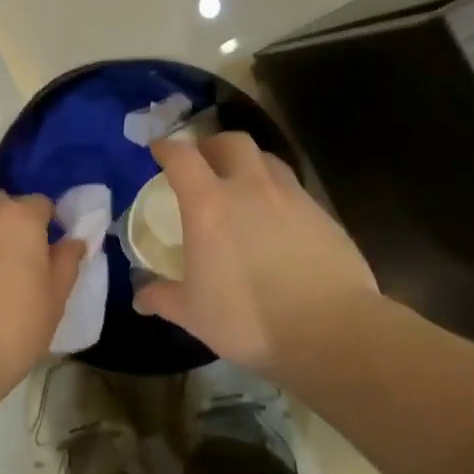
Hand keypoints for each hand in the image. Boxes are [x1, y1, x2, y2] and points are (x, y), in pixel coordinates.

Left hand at [0, 192, 86, 404]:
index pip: (40, 204)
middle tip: (15, 268)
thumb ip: (66, 263)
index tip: (47, 256)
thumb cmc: (9, 332)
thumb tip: (73, 241)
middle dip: (11, 227)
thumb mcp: (53, 302)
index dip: (47, 227)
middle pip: (1, 207)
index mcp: (17, 218)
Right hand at [133, 133, 378, 374]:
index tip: (158, 150)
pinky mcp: (324, 215)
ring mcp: (292, 198)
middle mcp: (250, 188)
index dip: (166, 148)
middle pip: (232, 142)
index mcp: (209, 205)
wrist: (332, 332)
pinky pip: (294, 189)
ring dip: (250, 164)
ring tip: (243, 185)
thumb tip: (141, 296)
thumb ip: (162, 297)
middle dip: (214, 145)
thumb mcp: (193, 313)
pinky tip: (278, 221)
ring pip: (268, 160)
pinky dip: (278, 193)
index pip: (182, 157)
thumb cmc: (249, 319)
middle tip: (205, 163)